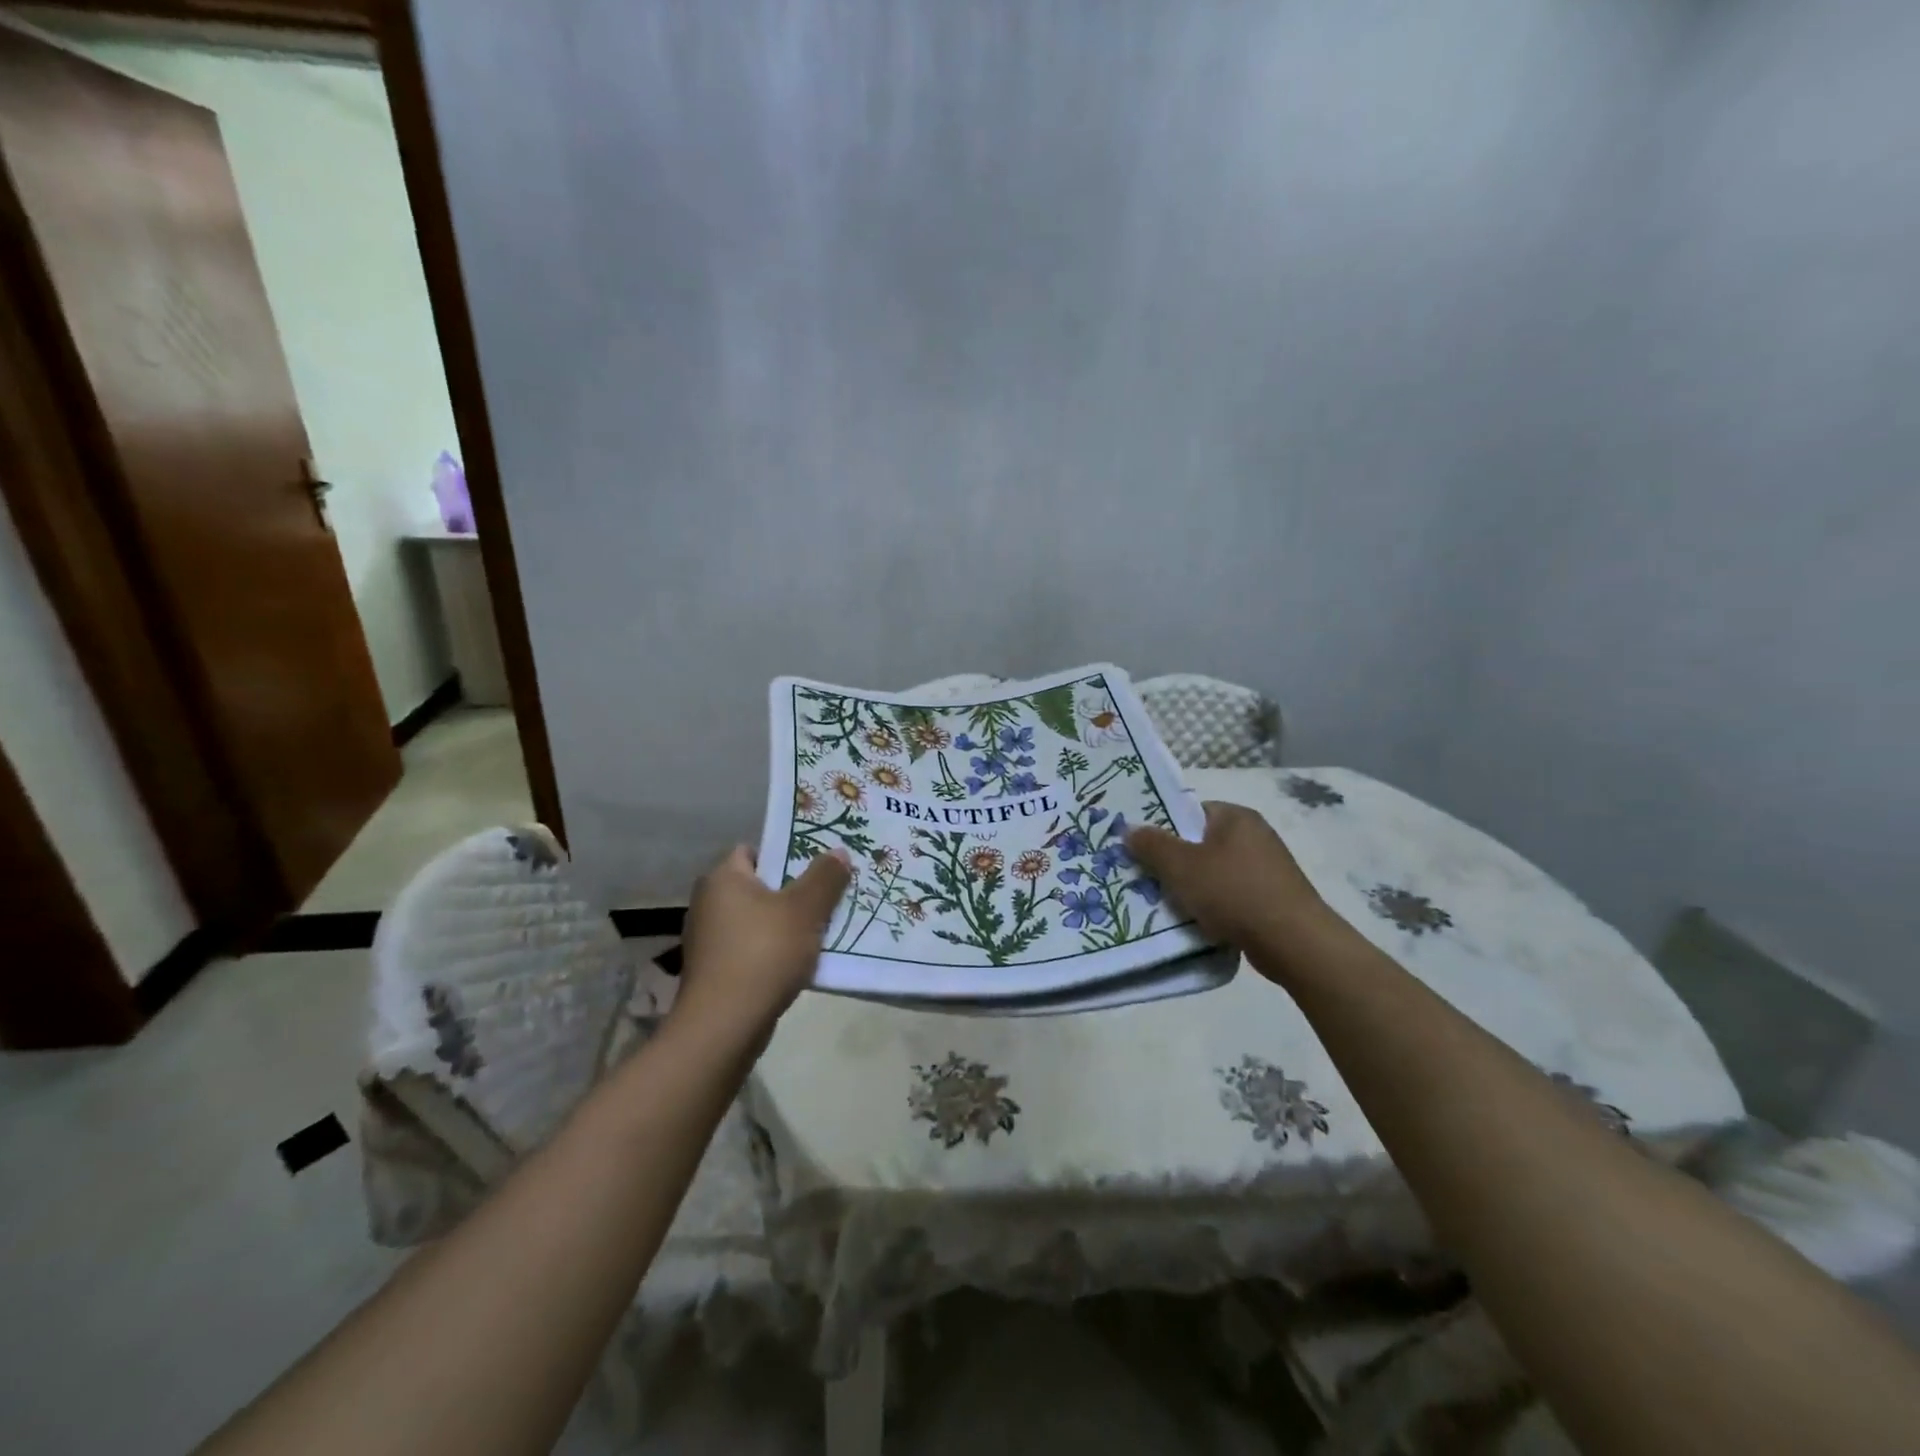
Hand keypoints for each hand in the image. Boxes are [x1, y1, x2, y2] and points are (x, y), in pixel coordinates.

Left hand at [672, 845, 851, 1041]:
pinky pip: (752, 948)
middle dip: (793, 891)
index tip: (818, 866)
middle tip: (829, 895)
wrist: (724, 1026)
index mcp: (722, 879)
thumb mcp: (805, 910)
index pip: (754, 850)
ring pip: (758, 920)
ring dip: (786, 924)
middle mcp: (708, 903)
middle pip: (759, 886)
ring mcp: (708, 940)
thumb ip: (825, 877)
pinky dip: (774, 951)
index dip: (786, 853)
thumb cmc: (763, 953)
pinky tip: (801, 962)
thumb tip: (839, 852)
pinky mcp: (714, 971)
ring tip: (823, 929)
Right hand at [1126, 802, 1332, 961]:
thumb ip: (1152, 845)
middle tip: (1146, 878)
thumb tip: (1129, 829)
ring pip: (1214, 873)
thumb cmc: (1234, 892)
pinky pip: (1231, 896)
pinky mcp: (1272, 899)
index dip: (1164, 828)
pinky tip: (1197, 923)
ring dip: (1192, 888)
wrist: (1293, 942)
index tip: (1141, 849)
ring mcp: (1267, 869)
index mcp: (1236, 817)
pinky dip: (1214, 907)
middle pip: (1201, 844)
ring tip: (1166, 905)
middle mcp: (1255, 836)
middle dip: (1174, 862)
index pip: (1191, 812)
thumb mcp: (1181, 865)